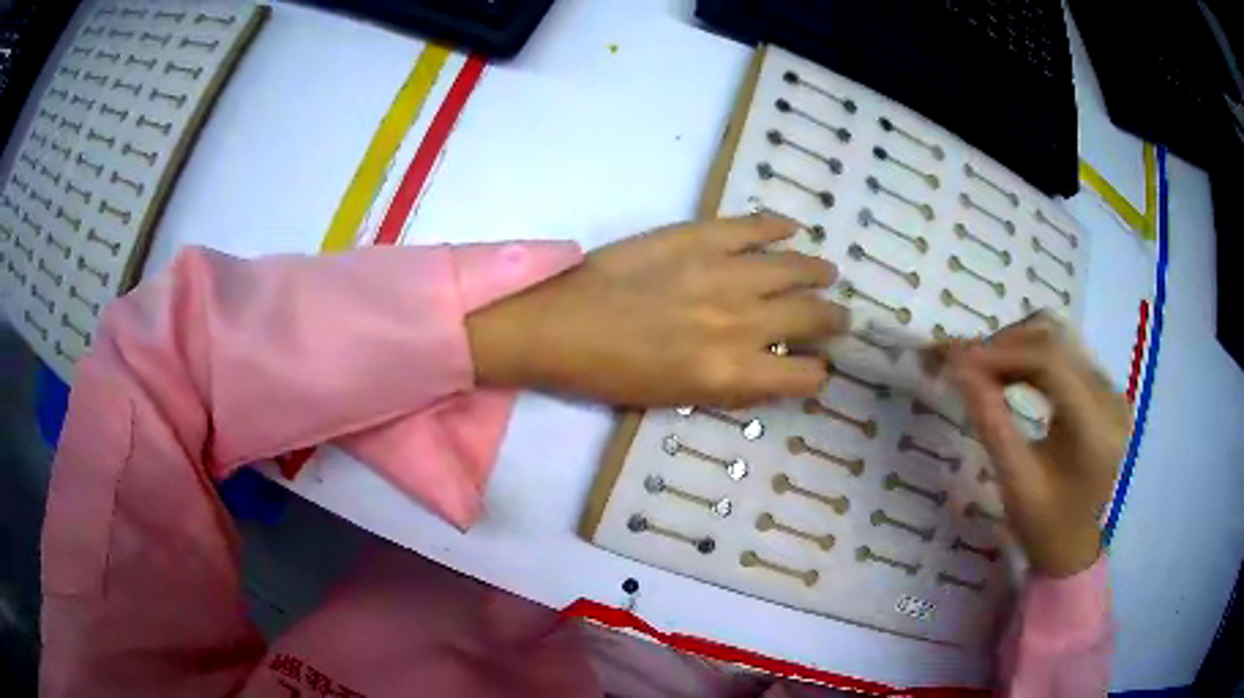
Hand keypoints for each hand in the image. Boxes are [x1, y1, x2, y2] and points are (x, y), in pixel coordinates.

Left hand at [466, 216, 849, 407]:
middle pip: (811, 318)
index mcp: (730, 374)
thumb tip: (769, 367)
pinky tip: (791, 229)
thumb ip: (731, 384)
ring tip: (827, 273)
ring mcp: (722, 274)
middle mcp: (740, 324)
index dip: (818, 373)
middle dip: (833, 321)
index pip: (804, 376)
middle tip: (839, 318)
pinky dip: (776, 227)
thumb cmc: (609, 375)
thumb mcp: (676, 398)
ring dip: (817, 273)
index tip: (819, 365)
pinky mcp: (698, 237)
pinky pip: (752, 227)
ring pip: (794, 269)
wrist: (556, 326)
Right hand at [947, 314, 1129, 577]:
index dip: (1001, 352)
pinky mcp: (1105, 389)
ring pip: (1058, 339)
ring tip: (982, 368)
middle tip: (963, 362)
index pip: (1050, 363)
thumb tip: (957, 367)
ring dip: (1016, 345)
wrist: (1073, 547)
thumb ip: (991, 421)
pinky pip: (1065, 353)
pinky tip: (1009, 372)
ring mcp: (1111, 389)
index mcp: (1096, 429)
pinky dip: (1030, 355)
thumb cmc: (1043, 526)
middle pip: (1055, 341)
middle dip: (1005, 345)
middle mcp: (1110, 398)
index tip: (956, 358)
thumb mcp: (1014, 481)